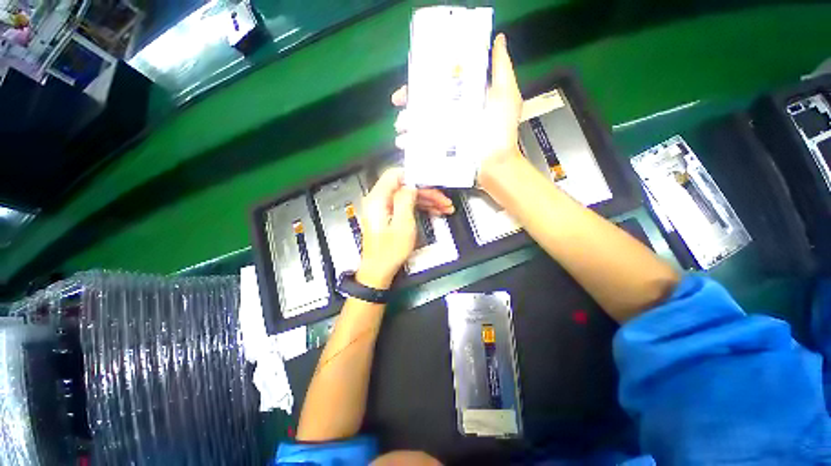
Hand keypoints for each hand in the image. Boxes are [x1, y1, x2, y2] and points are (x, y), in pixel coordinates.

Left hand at [357, 168, 453, 288]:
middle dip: (427, 192)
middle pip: (405, 187)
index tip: (431, 181)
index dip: (415, 176)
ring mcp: (384, 209)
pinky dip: (420, 208)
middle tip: (443, 201)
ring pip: (408, 197)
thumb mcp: (402, 225)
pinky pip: (406, 206)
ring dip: (427, 200)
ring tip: (443, 208)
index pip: (395, 175)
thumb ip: (406, 200)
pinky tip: (433, 212)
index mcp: (378, 200)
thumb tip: (411, 186)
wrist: (379, 271)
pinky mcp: (389, 216)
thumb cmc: (389, 252)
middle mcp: (379, 201)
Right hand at [392, 33, 524, 187]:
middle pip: (425, 104)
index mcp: (463, 98)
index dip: (421, 82)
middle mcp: (452, 114)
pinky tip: (405, 144)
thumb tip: (498, 40)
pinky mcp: (442, 149)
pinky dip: (411, 143)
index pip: (438, 85)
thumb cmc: (501, 133)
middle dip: (408, 105)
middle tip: (400, 109)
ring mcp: (445, 133)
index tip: (408, 85)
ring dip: (407, 125)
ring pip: (420, 124)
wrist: (495, 165)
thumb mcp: (505, 96)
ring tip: (401, 130)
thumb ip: (501, 69)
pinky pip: (423, 143)